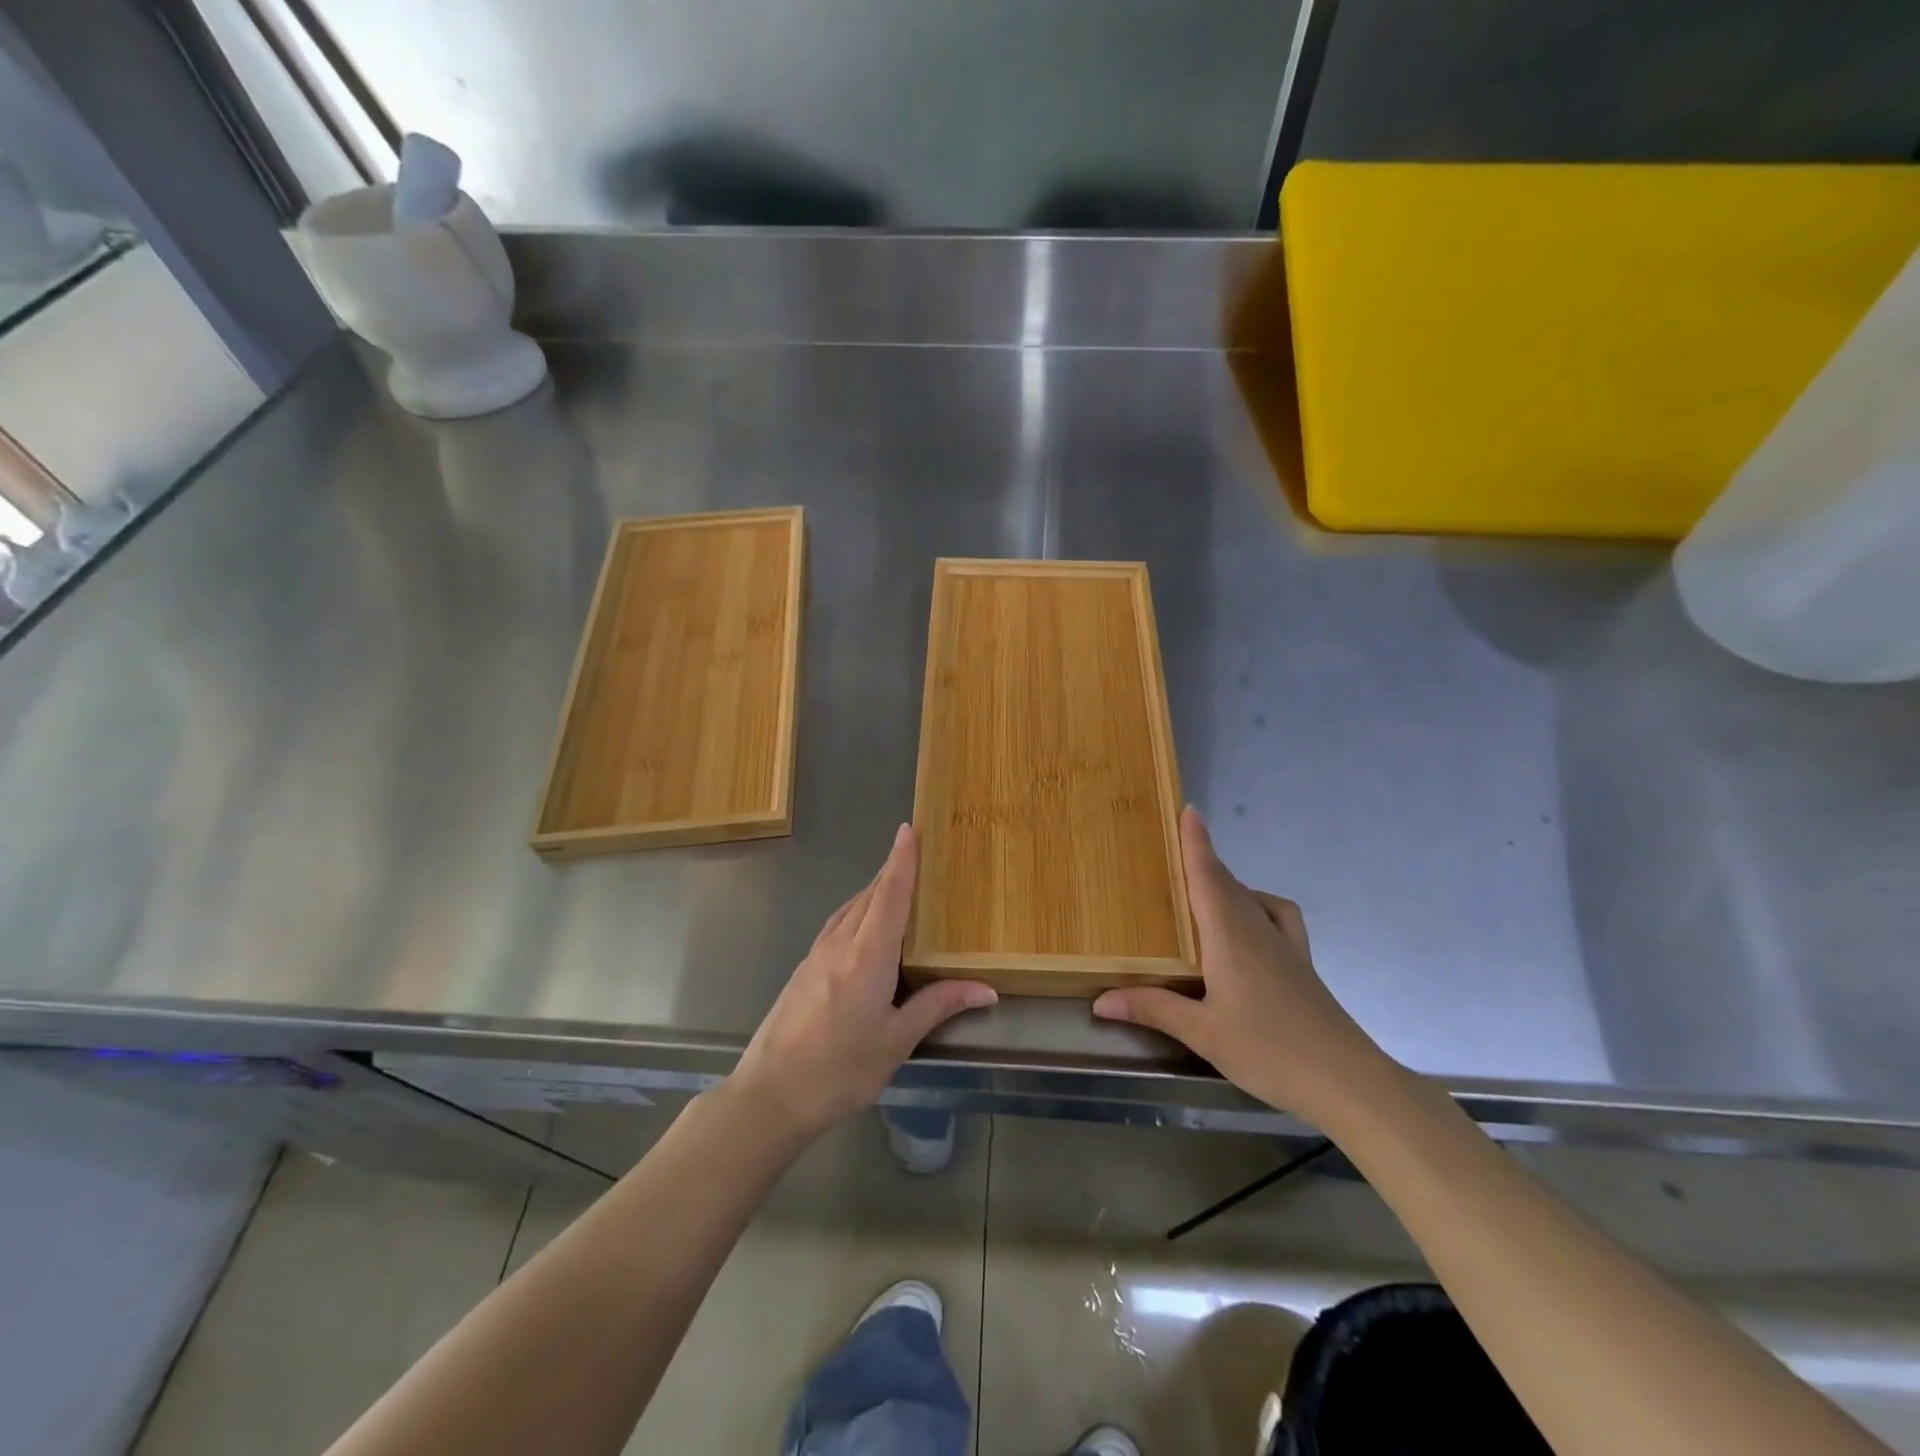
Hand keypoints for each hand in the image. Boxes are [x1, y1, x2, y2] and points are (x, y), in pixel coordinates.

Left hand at [729, 824, 996, 1140]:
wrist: (769, 1096)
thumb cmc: (839, 1070)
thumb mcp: (895, 1041)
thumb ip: (937, 1006)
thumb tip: (986, 989)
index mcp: (866, 957)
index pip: (889, 896)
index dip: (901, 861)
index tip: (909, 829)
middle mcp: (839, 945)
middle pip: (868, 896)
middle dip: (891, 872)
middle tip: (915, 854)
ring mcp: (816, 956)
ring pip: (849, 909)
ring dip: (872, 892)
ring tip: (895, 886)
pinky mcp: (803, 970)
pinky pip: (836, 926)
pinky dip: (856, 913)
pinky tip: (863, 929)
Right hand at [1092, 807, 1397, 1126]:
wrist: (1347, 1080)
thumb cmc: (1269, 1049)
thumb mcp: (1202, 1033)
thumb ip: (1152, 1008)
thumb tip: (1100, 1000)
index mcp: (1229, 935)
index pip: (1208, 876)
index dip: (1197, 842)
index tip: (1188, 809)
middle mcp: (1257, 929)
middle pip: (1227, 883)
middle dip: (1202, 861)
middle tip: (1171, 851)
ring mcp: (1284, 945)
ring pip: (1249, 898)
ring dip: (1225, 884)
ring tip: (1199, 891)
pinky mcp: (1301, 964)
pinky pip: (1276, 917)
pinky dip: (1259, 906)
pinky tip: (1250, 924)